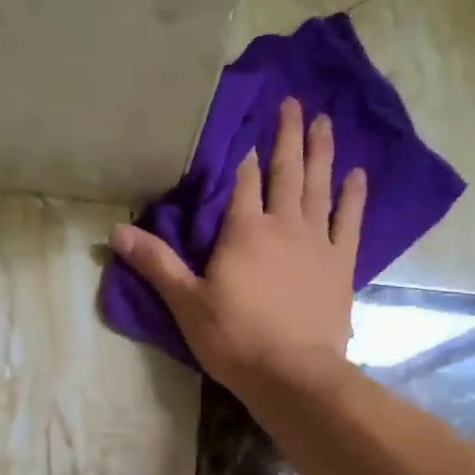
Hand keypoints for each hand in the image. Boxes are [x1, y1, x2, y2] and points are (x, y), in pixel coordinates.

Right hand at [110, 97, 363, 396]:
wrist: (291, 373)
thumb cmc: (233, 338)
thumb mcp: (185, 302)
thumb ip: (155, 263)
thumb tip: (116, 231)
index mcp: (243, 230)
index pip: (242, 181)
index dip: (243, 155)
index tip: (246, 128)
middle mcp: (283, 224)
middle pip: (285, 171)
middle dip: (287, 135)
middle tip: (293, 101)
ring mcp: (317, 242)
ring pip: (319, 186)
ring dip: (321, 152)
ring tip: (325, 121)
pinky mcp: (340, 264)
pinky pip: (349, 220)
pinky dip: (353, 196)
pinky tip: (357, 174)